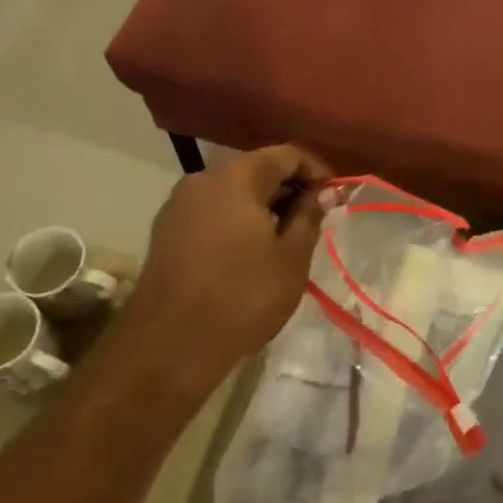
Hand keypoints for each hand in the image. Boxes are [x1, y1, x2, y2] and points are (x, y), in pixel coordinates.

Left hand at [116, 144, 332, 391]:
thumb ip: (309, 216)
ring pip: (233, 192)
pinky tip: (251, 253)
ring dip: (264, 207)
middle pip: (257, 169)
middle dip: (290, 189)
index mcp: (236, 177)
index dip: (316, 171)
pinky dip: (238, 221)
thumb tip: (324, 192)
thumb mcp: (291, 258)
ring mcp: (179, 205)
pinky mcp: (167, 231)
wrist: (168, 347)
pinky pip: (213, 212)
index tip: (335, 198)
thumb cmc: (241, 297)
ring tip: (286, 239)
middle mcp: (203, 179)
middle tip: (315, 220)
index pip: (287, 154)